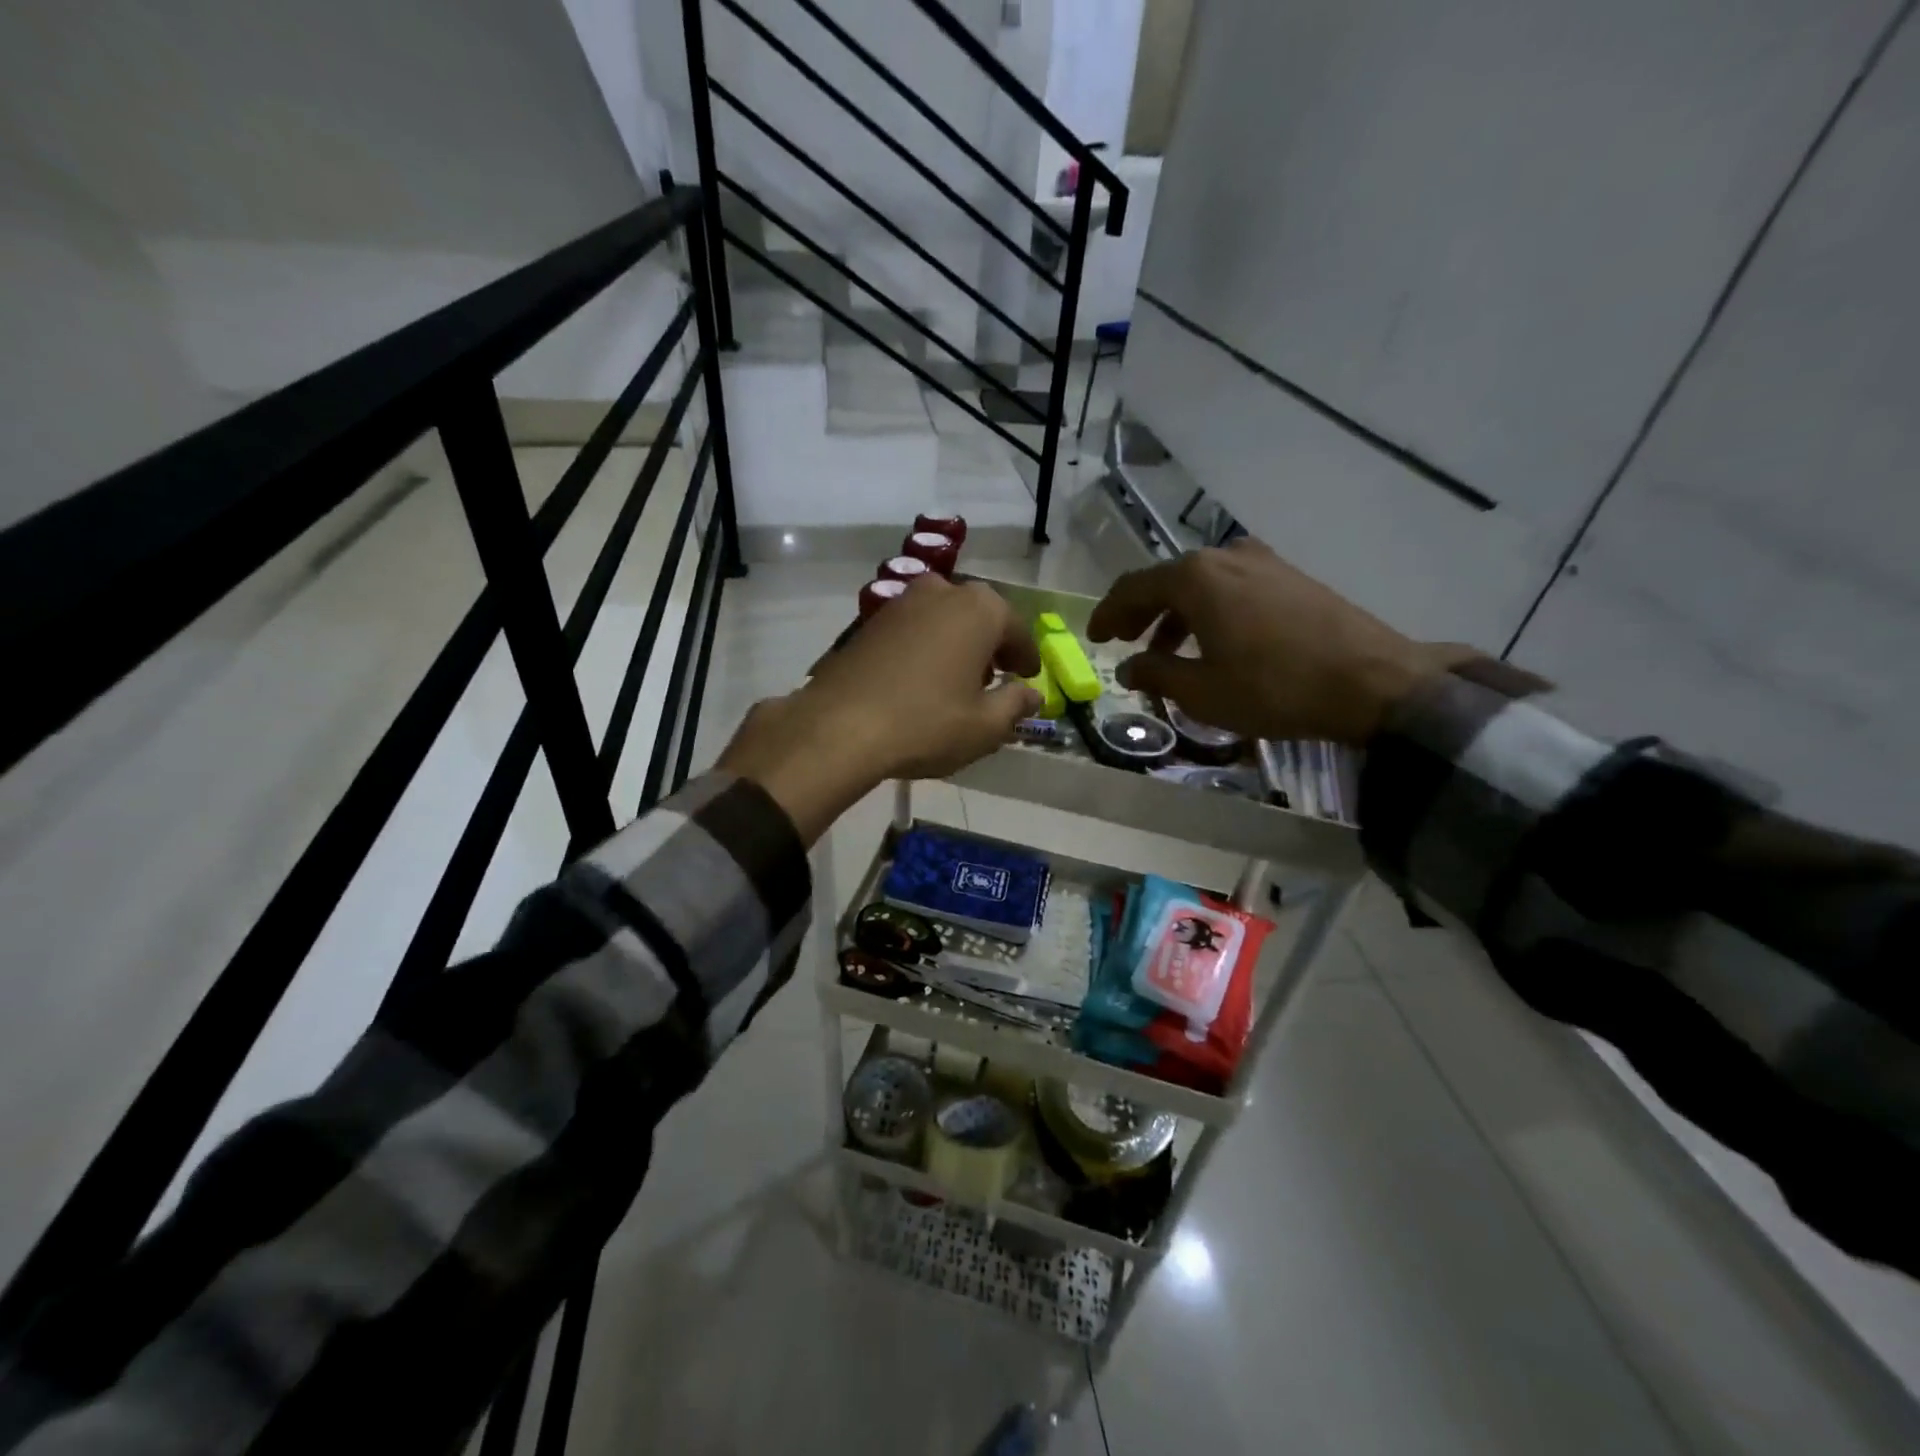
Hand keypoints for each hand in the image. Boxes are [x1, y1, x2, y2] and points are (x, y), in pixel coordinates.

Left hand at [718, 576, 1041, 841]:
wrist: (840, 726)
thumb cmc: (926, 724)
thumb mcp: (985, 727)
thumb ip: (1015, 705)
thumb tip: (1032, 695)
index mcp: (979, 609)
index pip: (1016, 629)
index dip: (1026, 657)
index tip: (1028, 677)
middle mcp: (942, 592)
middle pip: (978, 616)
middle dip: (990, 644)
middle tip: (995, 678)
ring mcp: (901, 603)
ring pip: (944, 618)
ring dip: (957, 642)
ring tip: (958, 680)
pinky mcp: (870, 622)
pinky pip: (913, 629)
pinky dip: (926, 647)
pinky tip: (921, 679)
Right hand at [1086, 539, 1473, 744]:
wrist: (1372, 682)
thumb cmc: (1274, 688)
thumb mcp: (1202, 692)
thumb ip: (1155, 674)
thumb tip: (1128, 667)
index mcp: (1195, 578)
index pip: (1133, 588)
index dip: (1108, 614)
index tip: (1095, 638)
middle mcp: (1226, 557)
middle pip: (1167, 581)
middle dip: (1141, 613)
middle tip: (1124, 642)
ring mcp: (1263, 562)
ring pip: (1201, 585)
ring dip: (1176, 616)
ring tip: (1168, 653)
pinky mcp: (1291, 576)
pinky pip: (1232, 588)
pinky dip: (1209, 612)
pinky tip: (1215, 642)